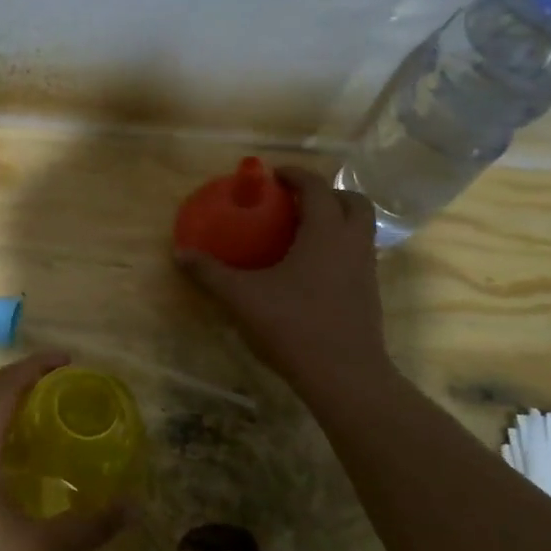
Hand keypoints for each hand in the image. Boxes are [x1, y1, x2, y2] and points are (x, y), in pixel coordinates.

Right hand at [175, 166, 399, 409]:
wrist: (345, 375)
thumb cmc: (294, 326)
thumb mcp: (242, 298)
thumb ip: (211, 273)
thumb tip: (180, 253)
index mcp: (325, 232)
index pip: (316, 187)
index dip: (296, 175)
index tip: (273, 175)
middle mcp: (352, 243)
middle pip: (353, 201)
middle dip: (327, 193)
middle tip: (296, 202)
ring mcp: (366, 268)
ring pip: (361, 228)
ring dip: (337, 220)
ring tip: (302, 233)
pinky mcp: (369, 293)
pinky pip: (358, 253)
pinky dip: (339, 247)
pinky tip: (311, 269)